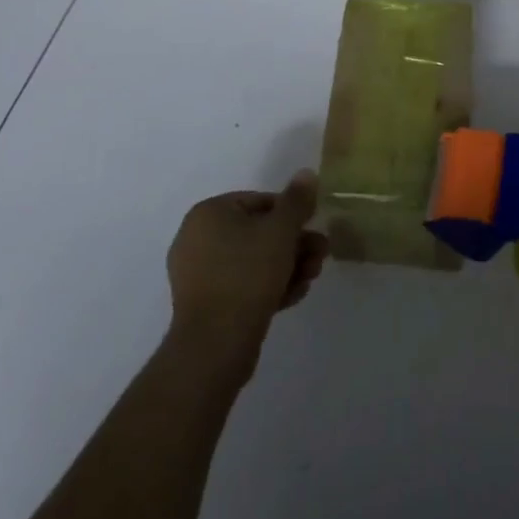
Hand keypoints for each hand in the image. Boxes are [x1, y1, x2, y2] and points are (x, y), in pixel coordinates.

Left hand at [165, 172, 328, 373]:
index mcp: (209, 213)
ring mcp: (198, 273)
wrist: (215, 345)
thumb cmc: (247, 275)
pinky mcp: (206, 303)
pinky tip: (294, 296)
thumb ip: (296, 201)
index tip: (315, 229)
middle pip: (258, 232)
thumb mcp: (280, 231)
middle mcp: (197, 237)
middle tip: (321, 256)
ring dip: (286, 266)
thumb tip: (307, 173)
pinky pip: (242, 285)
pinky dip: (268, 286)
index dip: (292, 214)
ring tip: (311, 278)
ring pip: (253, 260)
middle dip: (294, 244)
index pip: (260, 202)